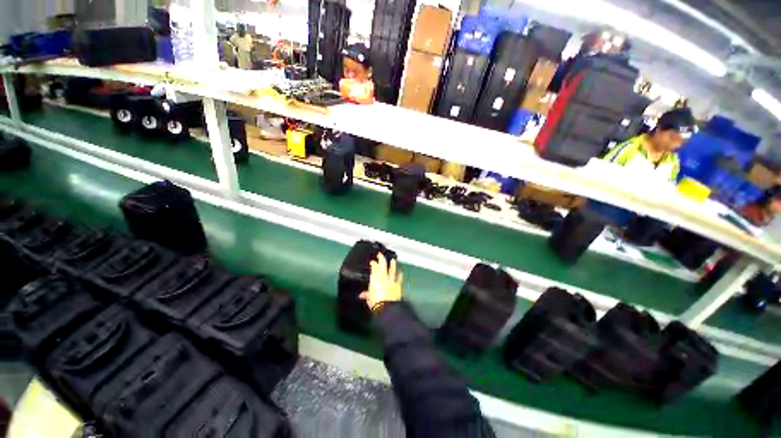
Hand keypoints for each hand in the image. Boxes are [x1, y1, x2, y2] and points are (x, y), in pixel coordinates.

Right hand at [359, 252, 402, 311]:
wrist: (387, 307)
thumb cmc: (375, 303)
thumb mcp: (369, 299)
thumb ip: (366, 295)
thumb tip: (362, 295)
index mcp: (375, 280)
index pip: (374, 269)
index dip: (374, 264)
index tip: (373, 261)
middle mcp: (383, 278)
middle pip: (382, 267)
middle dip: (381, 260)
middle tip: (381, 254)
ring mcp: (391, 281)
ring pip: (392, 271)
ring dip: (392, 265)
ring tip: (393, 259)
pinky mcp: (397, 286)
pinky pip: (399, 279)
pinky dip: (400, 275)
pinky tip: (401, 271)